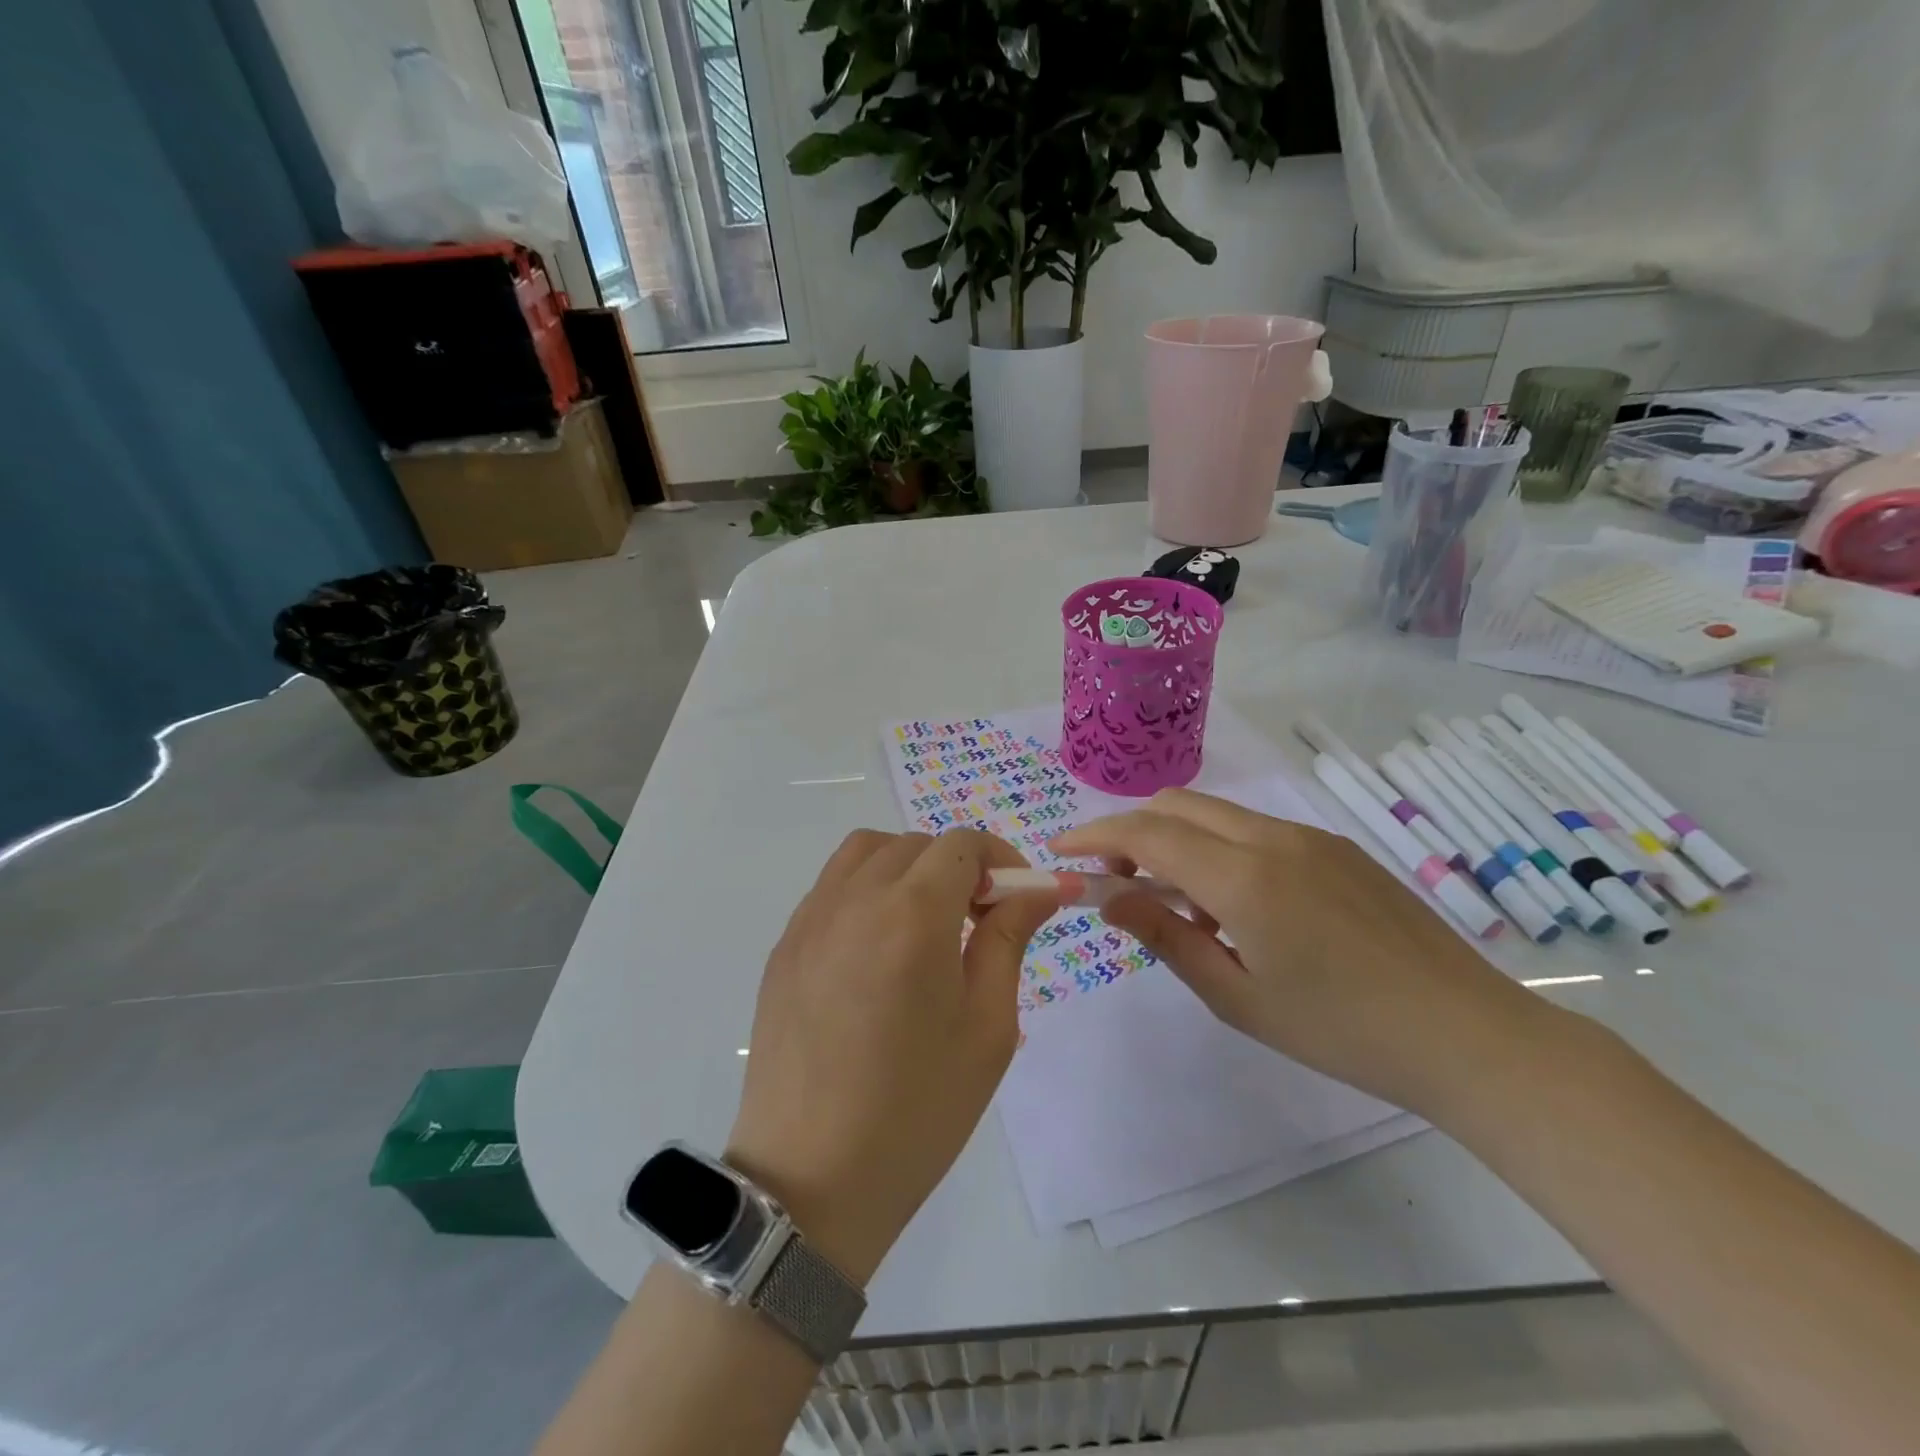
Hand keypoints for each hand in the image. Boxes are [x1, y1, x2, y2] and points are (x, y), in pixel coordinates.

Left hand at [725, 829, 1058, 1283]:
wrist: (810, 1180)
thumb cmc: (917, 1110)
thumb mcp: (987, 1027)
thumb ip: (1008, 939)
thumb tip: (1040, 888)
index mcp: (913, 914)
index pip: (961, 845)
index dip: (1000, 859)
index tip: (1019, 898)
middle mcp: (855, 898)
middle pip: (916, 845)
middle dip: (958, 867)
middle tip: (979, 920)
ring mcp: (810, 919)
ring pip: (867, 852)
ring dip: (908, 867)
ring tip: (927, 923)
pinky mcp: (784, 946)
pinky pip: (831, 887)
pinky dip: (866, 889)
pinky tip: (878, 948)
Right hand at [1050, 788, 1551, 1118]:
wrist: (1468, 1035)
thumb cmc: (1341, 1031)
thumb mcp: (1237, 997)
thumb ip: (1166, 937)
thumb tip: (1107, 899)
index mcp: (1244, 876)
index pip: (1146, 834)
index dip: (1094, 836)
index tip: (1060, 852)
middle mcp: (1272, 837)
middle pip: (1176, 806)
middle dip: (1130, 833)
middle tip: (1113, 883)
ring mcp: (1309, 837)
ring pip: (1215, 814)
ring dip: (1174, 840)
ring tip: (1174, 904)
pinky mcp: (1336, 848)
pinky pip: (1254, 830)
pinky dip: (1216, 847)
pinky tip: (1232, 904)